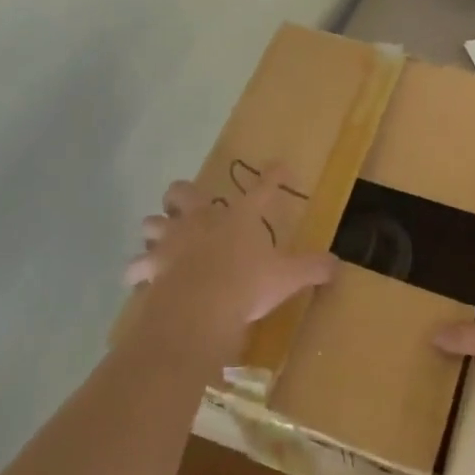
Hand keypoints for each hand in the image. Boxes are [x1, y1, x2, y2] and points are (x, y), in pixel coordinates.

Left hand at [123, 166, 334, 345]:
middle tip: (189, 207)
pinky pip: (136, 266)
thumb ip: (312, 268)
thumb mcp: (288, 278)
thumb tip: (338, 264)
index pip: (262, 189)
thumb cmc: (247, 285)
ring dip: (156, 231)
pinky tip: (139, 279)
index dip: (273, 176)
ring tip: (160, 242)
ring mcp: (173, 241)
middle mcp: (202, 221)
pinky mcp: (151, 267)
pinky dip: (137, 271)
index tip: (280, 166)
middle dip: (183, 196)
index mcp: (239, 218)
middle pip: (183, 192)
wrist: (200, 308)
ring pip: (152, 223)